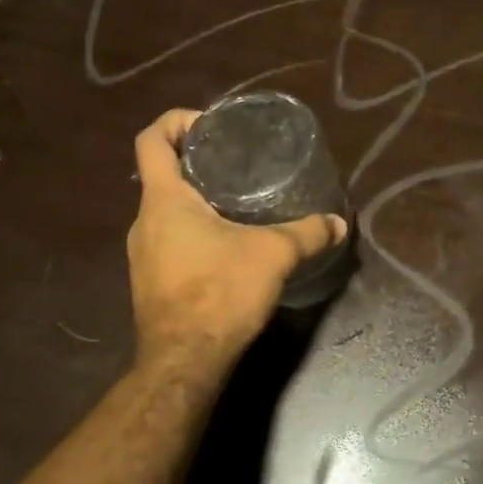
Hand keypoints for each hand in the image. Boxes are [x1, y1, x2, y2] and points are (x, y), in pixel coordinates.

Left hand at [127, 108, 347, 375]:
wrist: (183, 362)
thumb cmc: (220, 292)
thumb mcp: (273, 255)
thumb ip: (308, 234)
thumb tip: (339, 223)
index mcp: (164, 201)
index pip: (151, 140)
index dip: (176, 121)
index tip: (211, 125)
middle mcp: (145, 221)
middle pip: (160, 173)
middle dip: (196, 160)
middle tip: (237, 160)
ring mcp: (143, 253)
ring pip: (166, 208)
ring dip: (196, 198)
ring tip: (239, 199)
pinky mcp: (151, 280)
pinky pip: (170, 238)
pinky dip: (195, 228)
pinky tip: (229, 242)